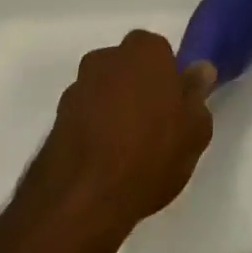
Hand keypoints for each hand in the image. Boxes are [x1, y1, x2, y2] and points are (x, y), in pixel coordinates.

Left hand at [18, 30, 214, 240]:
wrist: (82, 203)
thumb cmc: (150, 154)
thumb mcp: (195, 129)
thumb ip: (198, 94)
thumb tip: (199, 71)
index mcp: (145, 49)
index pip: (161, 52)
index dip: (168, 79)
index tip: (173, 107)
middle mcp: (107, 58)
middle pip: (128, 68)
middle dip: (137, 88)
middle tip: (151, 126)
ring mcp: (76, 90)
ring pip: (103, 92)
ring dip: (111, 110)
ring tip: (123, 152)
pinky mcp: (53, 123)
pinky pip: (83, 120)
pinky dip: (91, 133)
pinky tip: (101, 164)